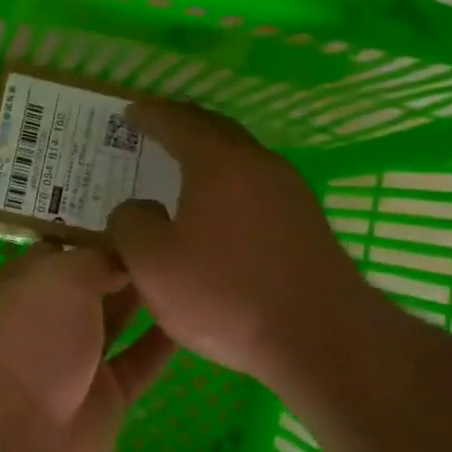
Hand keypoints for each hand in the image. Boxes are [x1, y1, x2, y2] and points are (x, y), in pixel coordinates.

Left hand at [0, 242, 175, 451]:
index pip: (60, 252)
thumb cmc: (29, 340)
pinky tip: (196, 317)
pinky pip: (138, 362)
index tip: (140, 219)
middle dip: (123, 264)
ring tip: (189, 269)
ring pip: (114, 321)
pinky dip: (162, 343)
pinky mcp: (104, 399)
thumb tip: (123, 255)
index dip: (96, 235)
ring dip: (145, 298)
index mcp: (21, 287)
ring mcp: (74, 362)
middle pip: (89, 285)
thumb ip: (95, 260)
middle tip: (175, 238)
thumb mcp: (59, 278)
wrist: (16, 438)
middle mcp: (45, 321)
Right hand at [107, 100, 402, 412]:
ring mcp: (290, 193)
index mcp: (219, 162)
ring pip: (240, 160)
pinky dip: (227, 185)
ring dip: (207, 158)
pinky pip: (255, 188)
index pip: (177, 121)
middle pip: (215, 131)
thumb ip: (130, 224)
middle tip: (153, 131)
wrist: (322, 338)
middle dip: (181, 126)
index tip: (129, 113)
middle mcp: (259, 165)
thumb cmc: (226, 294)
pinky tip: (215, 213)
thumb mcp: (152, 263)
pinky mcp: (306, 225)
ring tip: (179, 172)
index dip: (149, 115)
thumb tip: (137, 209)